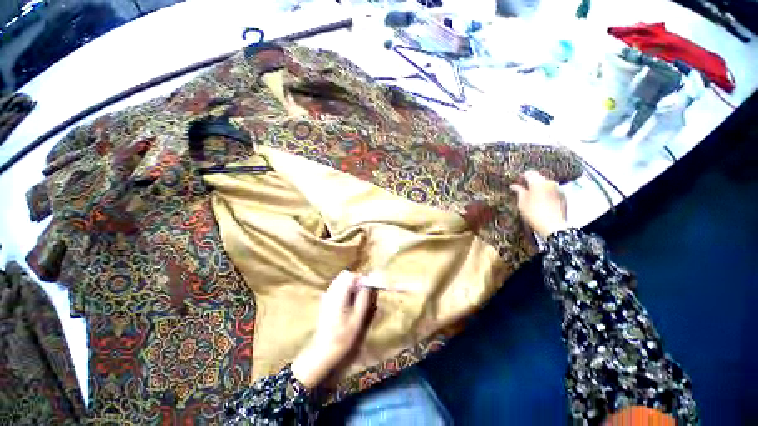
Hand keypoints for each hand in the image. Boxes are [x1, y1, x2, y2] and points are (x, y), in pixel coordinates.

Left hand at [291, 271, 376, 388]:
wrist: (324, 352)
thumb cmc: (344, 337)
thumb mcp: (358, 318)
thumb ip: (364, 297)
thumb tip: (369, 282)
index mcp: (339, 294)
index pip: (351, 275)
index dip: (362, 279)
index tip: (369, 290)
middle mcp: (331, 291)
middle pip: (346, 276)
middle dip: (357, 282)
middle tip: (364, 296)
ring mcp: (327, 296)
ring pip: (341, 282)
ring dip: (352, 287)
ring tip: (357, 302)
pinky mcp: (325, 302)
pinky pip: (337, 289)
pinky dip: (346, 292)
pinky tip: (348, 306)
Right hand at [510, 170, 568, 238]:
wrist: (553, 226)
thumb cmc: (533, 213)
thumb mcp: (522, 202)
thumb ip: (519, 191)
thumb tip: (513, 185)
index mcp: (538, 182)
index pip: (529, 173)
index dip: (522, 176)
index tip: (517, 181)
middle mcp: (549, 182)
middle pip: (539, 177)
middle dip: (531, 181)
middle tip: (523, 189)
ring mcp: (558, 188)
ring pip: (546, 184)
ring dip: (539, 187)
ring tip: (532, 195)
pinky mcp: (563, 196)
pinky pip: (552, 190)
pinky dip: (546, 192)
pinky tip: (542, 201)